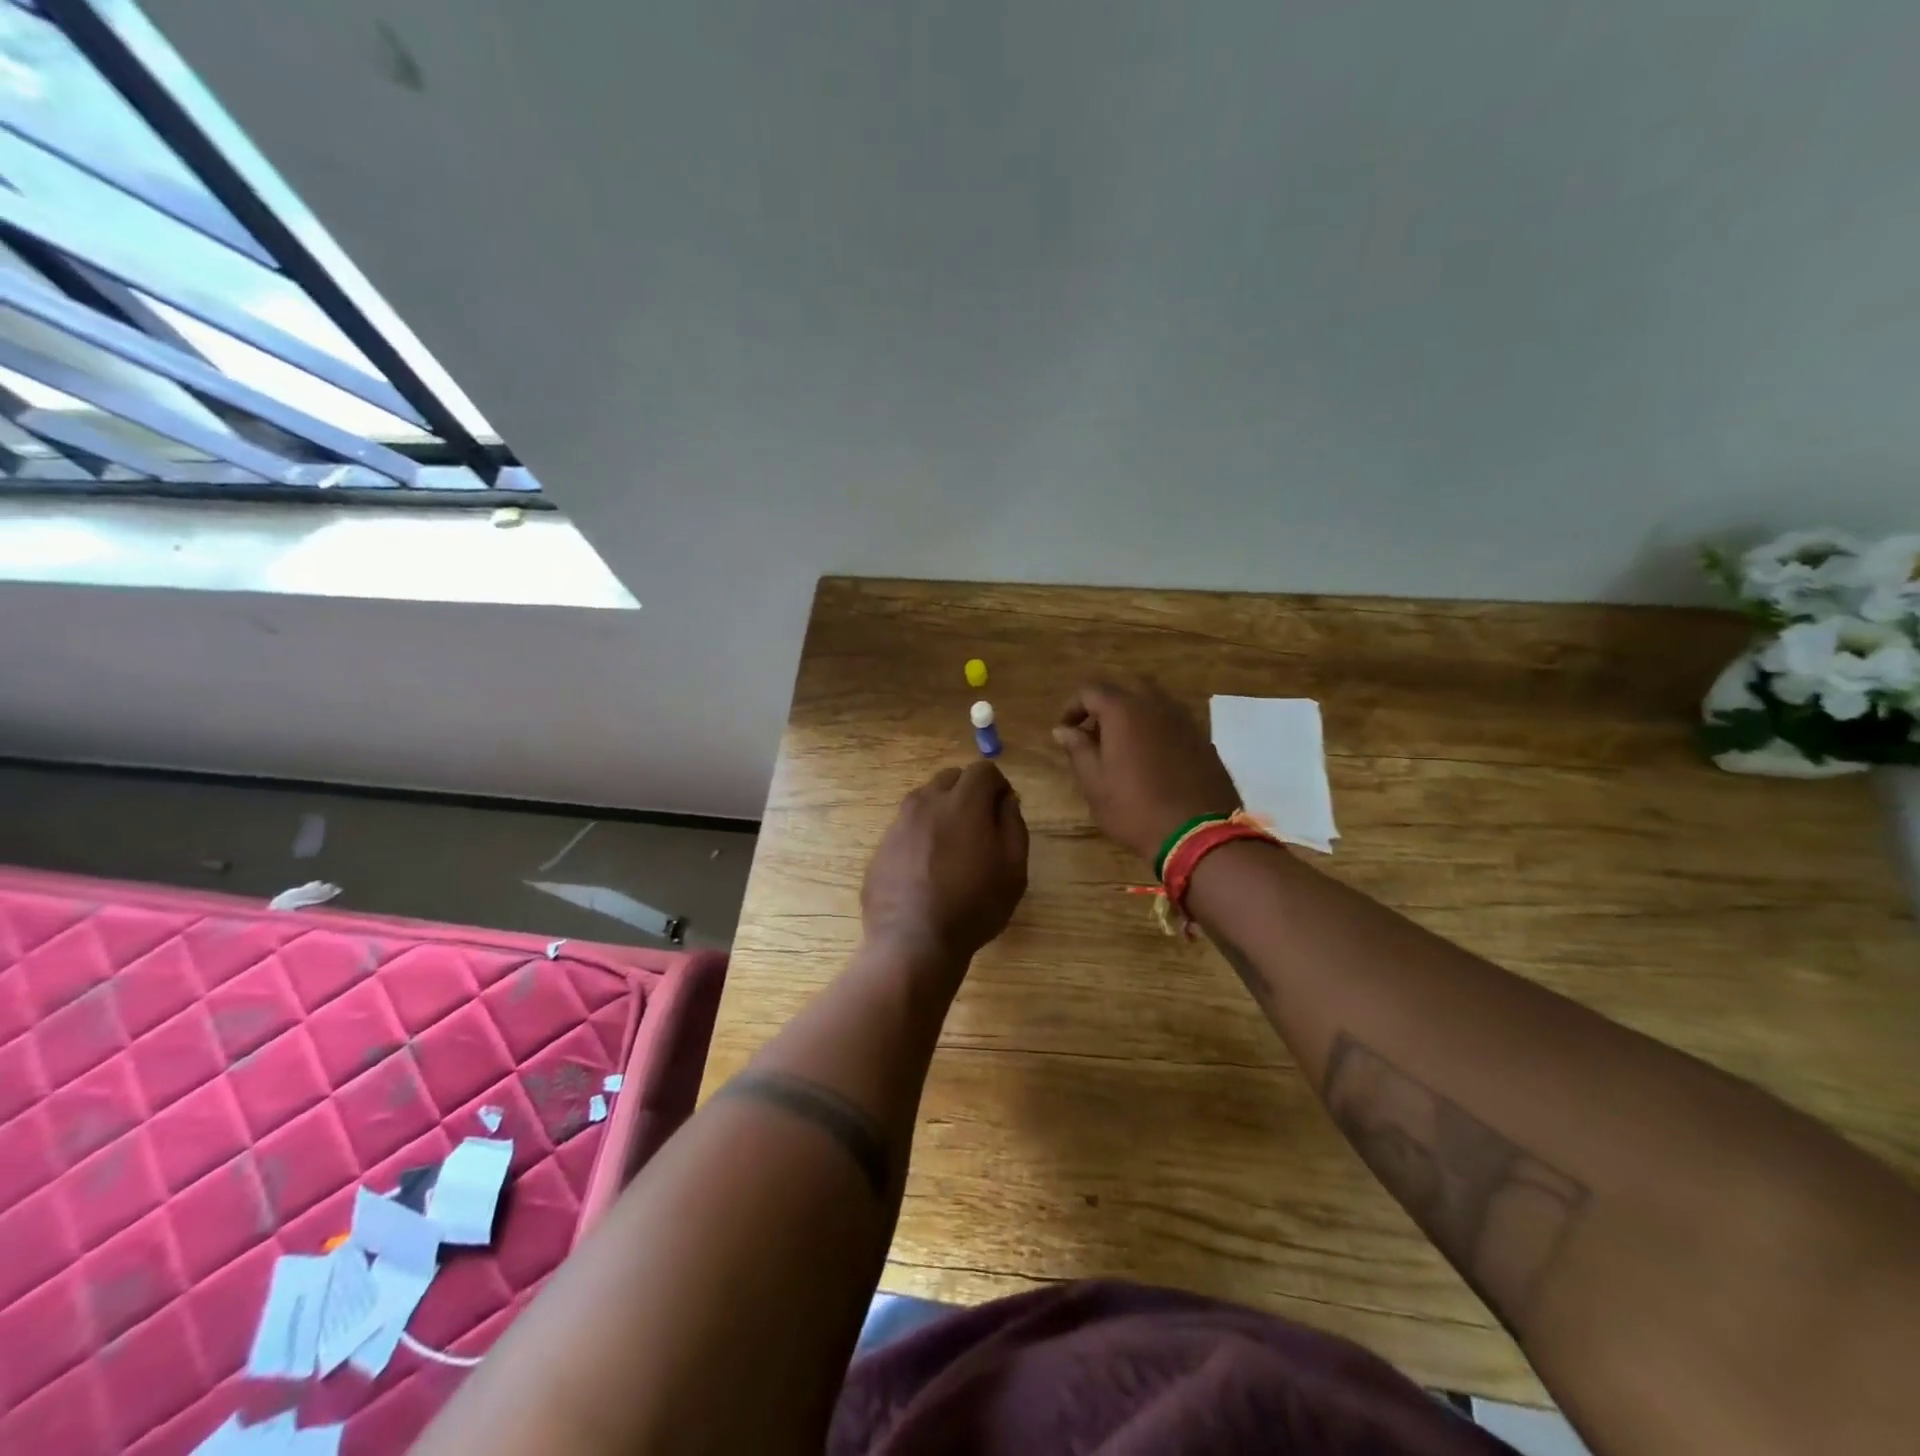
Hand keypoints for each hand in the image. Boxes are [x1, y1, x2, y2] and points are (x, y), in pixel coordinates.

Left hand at [861, 761, 1028, 964]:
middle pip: (951, 778)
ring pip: (924, 800)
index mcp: (962, 802)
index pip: (983, 770)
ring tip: (952, 848)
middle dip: (968, 792)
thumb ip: (1013, 825)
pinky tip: (926, 869)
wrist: (913, 942)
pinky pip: (906, 828)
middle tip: (979, 825)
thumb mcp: (1013, 869)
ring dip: (942, 811)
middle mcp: (926, 803)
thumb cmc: (974, 906)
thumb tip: (1006, 800)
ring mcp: (898, 824)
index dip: (998, 785)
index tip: (1003, 809)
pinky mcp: (881, 847)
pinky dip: (920, 836)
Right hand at [1053, 681, 1241, 864]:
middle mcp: (1156, 705)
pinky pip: (1173, 723)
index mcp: (1124, 710)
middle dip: (1106, 706)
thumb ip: (1077, 749)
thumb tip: (1063, 729)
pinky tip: (1152, 759)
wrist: (1198, 835)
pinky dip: (1156, 730)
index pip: (1091, 691)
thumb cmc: (1135, 809)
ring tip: (1122, 746)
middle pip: (1126, 689)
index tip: (1065, 729)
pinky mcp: (1203, 740)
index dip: (1073, 707)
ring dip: (1134, 716)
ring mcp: (1185, 720)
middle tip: (1094, 733)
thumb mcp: (1094, 783)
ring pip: (1154, 703)